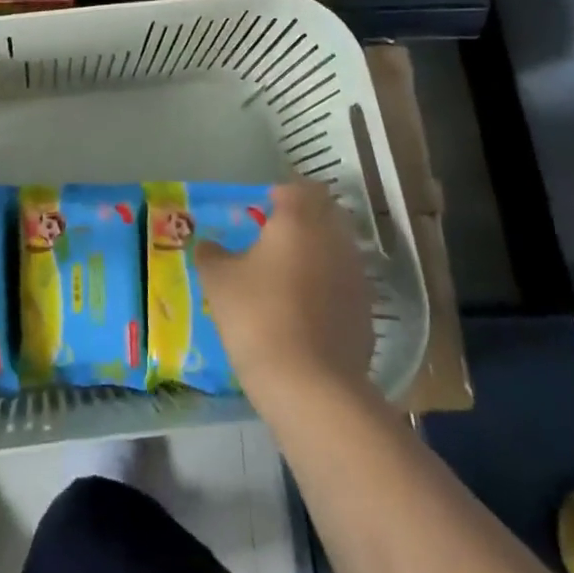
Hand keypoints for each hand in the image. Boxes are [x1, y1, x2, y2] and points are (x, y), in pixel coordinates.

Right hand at [196, 180, 376, 405]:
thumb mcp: (218, 280)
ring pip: (337, 249)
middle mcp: (334, 239)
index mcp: (299, 221)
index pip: (300, 188)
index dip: (282, 193)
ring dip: (316, 252)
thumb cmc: (258, 316)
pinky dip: (327, 286)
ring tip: (287, 274)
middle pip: (325, 214)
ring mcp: (356, 276)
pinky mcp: (366, 312)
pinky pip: (344, 283)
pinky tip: (304, 309)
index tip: (262, 207)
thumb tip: (207, 244)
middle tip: (273, 237)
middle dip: (303, 219)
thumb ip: (211, 254)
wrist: (311, 385)